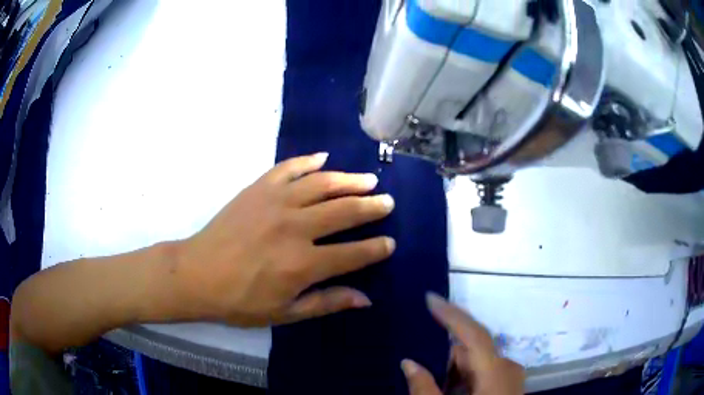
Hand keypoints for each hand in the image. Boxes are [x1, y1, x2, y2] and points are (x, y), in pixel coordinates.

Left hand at [175, 153, 395, 326]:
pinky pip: (288, 168)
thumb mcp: (285, 312)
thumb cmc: (240, 301)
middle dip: (371, 207)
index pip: (353, 253)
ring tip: (367, 179)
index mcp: (303, 264)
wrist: (197, 274)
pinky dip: (308, 161)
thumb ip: (326, 302)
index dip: (376, 248)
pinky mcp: (258, 189)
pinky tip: (323, 158)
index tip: (390, 243)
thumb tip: (365, 299)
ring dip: (349, 180)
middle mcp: (295, 228)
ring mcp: (275, 202)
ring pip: (322, 184)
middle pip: (344, 211)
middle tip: (387, 201)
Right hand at [402, 294, 524, 394]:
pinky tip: (452, 393)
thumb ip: (424, 389)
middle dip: (445, 358)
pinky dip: (465, 379)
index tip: (429, 297)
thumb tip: (408, 363)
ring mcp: (511, 376)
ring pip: (476, 362)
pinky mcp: (509, 384)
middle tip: (422, 372)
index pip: (474, 334)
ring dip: (454, 372)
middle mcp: (507, 367)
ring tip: (437, 389)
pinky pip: (484, 372)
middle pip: (471, 351)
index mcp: (495, 373)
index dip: (451, 314)